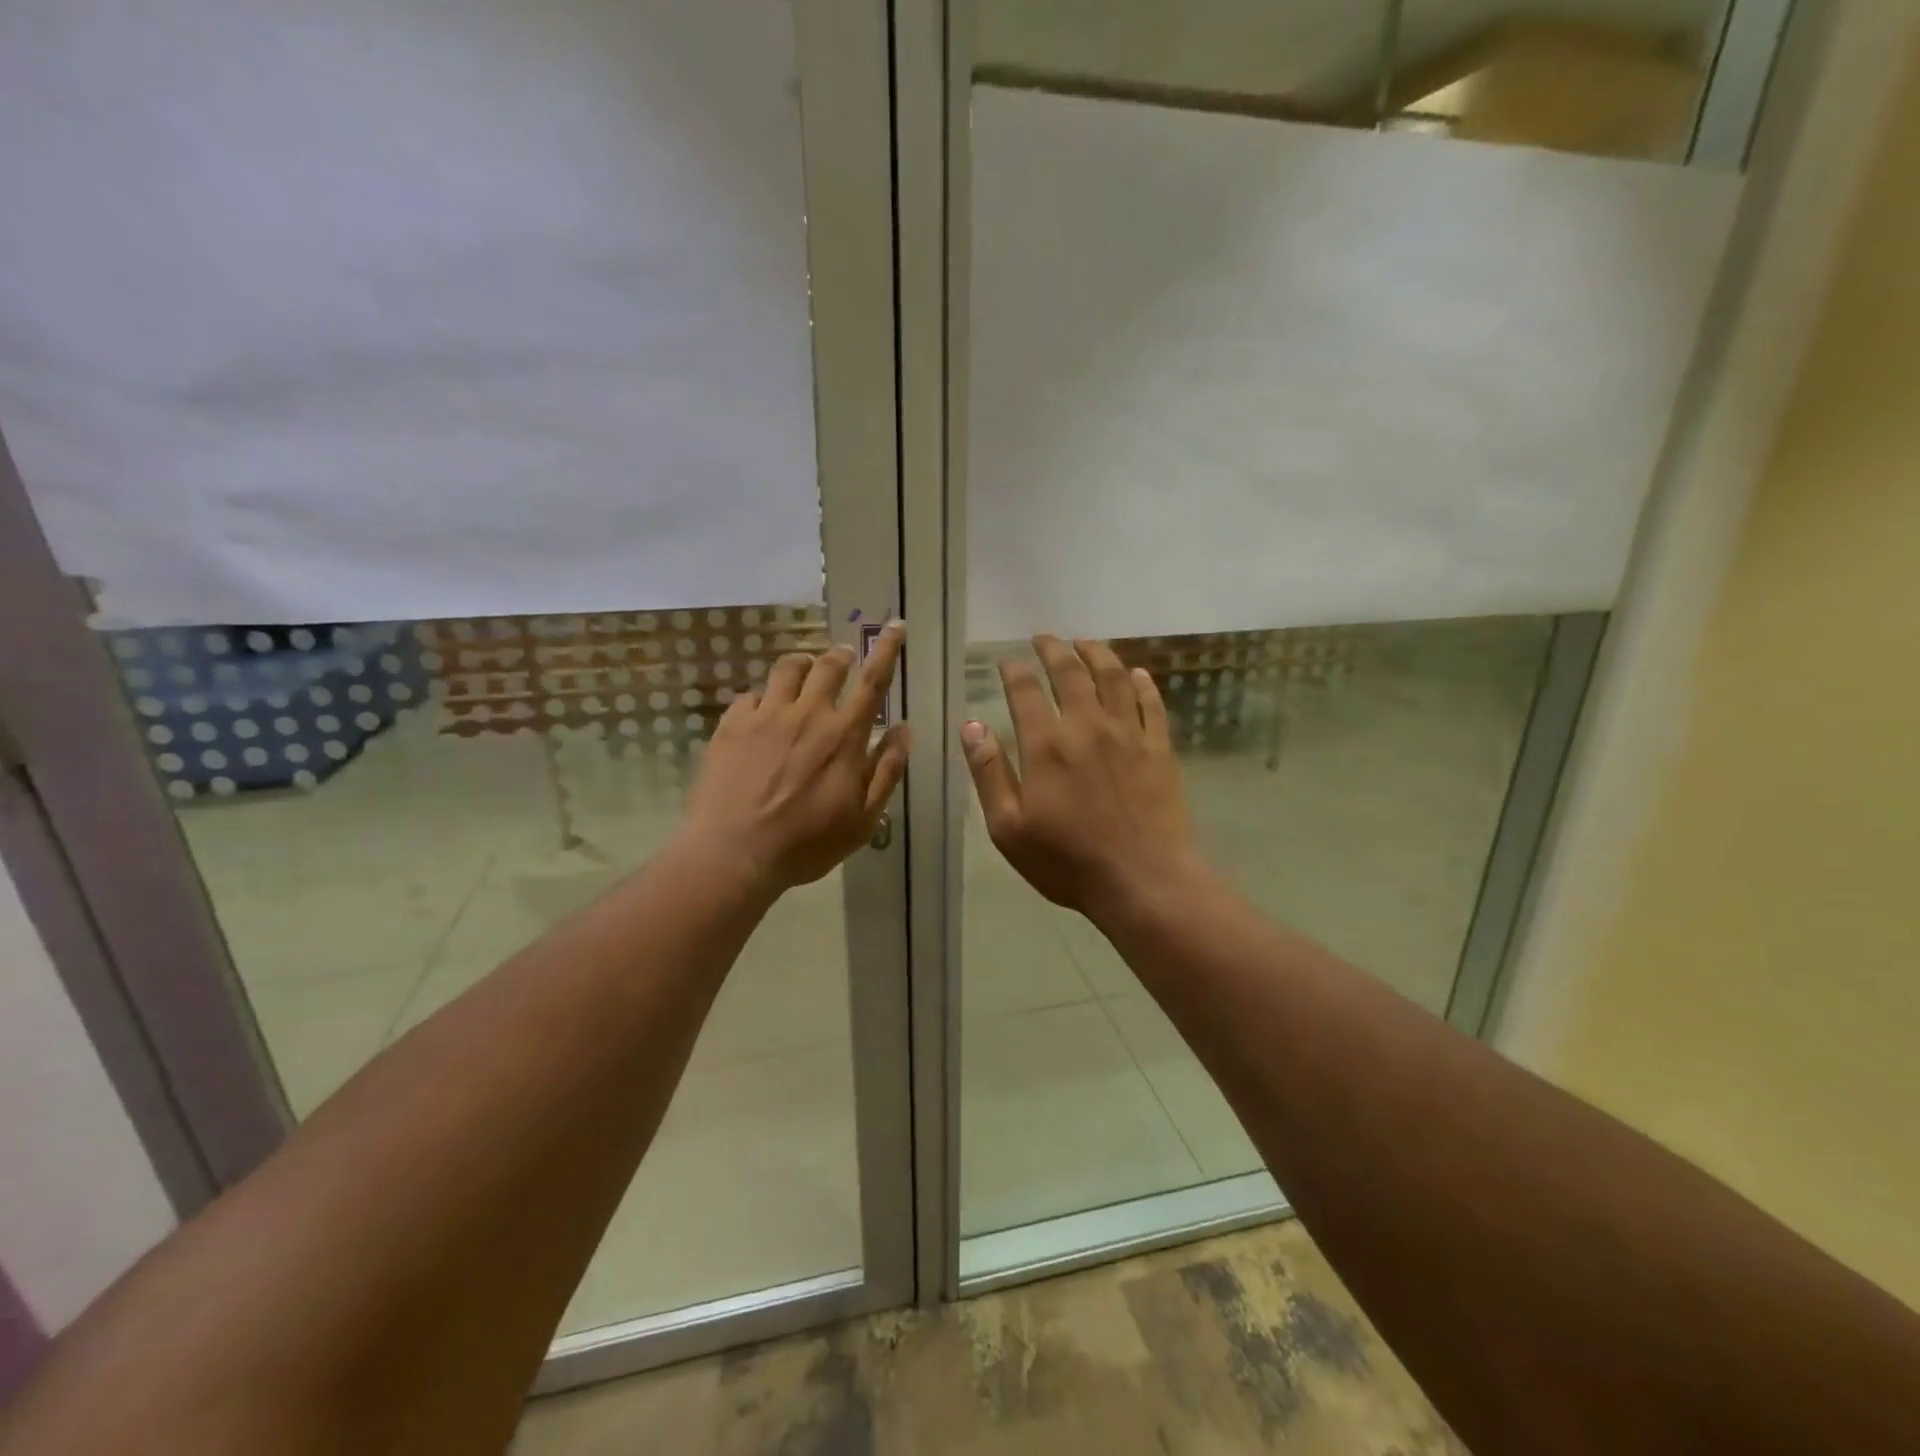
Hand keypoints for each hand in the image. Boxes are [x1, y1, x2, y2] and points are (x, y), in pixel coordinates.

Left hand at [682, 622, 908, 891]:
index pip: (873, 681)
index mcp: (844, 735)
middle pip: (828, 665)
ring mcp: (765, 716)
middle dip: (841, 654)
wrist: (733, 853)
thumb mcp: (863, 819)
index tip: (894, 625)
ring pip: (787, 669)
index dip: (887, 649)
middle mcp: (807, 713)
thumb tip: (903, 729)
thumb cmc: (806, 843)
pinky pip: (750, 695)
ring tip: (803, 673)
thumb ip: (886, 770)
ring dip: (802, 665)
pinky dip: (762, 698)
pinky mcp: (731, 725)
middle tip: (844, 657)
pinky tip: (760, 713)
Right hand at [962, 634, 1203, 917]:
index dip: (1014, 670)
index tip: (1007, 661)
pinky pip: (1151, 704)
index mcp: (1046, 745)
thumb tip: (971, 726)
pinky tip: (1136, 674)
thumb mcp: (1009, 827)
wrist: (1144, 881)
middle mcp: (1087, 726)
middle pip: (1070, 672)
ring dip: (1097, 653)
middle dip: (1054, 649)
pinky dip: (1142, 684)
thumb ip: (989, 773)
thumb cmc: (1067, 861)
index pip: (1025, 691)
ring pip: (1113, 677)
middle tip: (1044, 637)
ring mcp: (1128, 734)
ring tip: (1085, 642)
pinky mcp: (1159, 748)